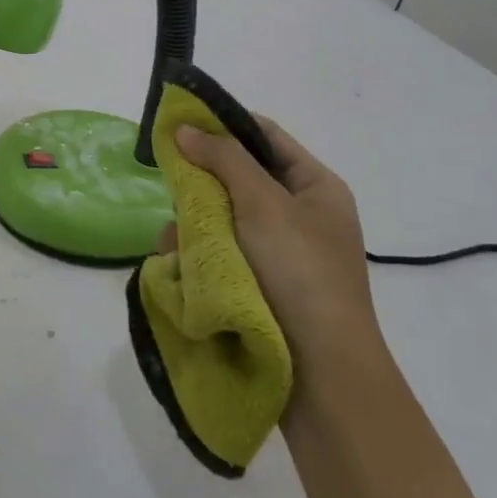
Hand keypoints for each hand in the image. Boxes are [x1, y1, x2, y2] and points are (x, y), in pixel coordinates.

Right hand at [168, 115, 382, 362]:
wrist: (323, 375)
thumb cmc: (300, 273)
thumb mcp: (264, 204)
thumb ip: (224, 159)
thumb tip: (185, 128)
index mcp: (316, 187)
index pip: (264, 136)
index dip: (223, 124)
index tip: (179, 122)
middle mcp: (300, 215)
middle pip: (239, 177)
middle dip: (202, 183)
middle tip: (174, 186)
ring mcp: (280, 253)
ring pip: (223, 218)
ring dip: (195, 224)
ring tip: (175, 243)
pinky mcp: (260, 285)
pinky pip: (220, 254)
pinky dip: (198, 255)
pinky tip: (178, 265)